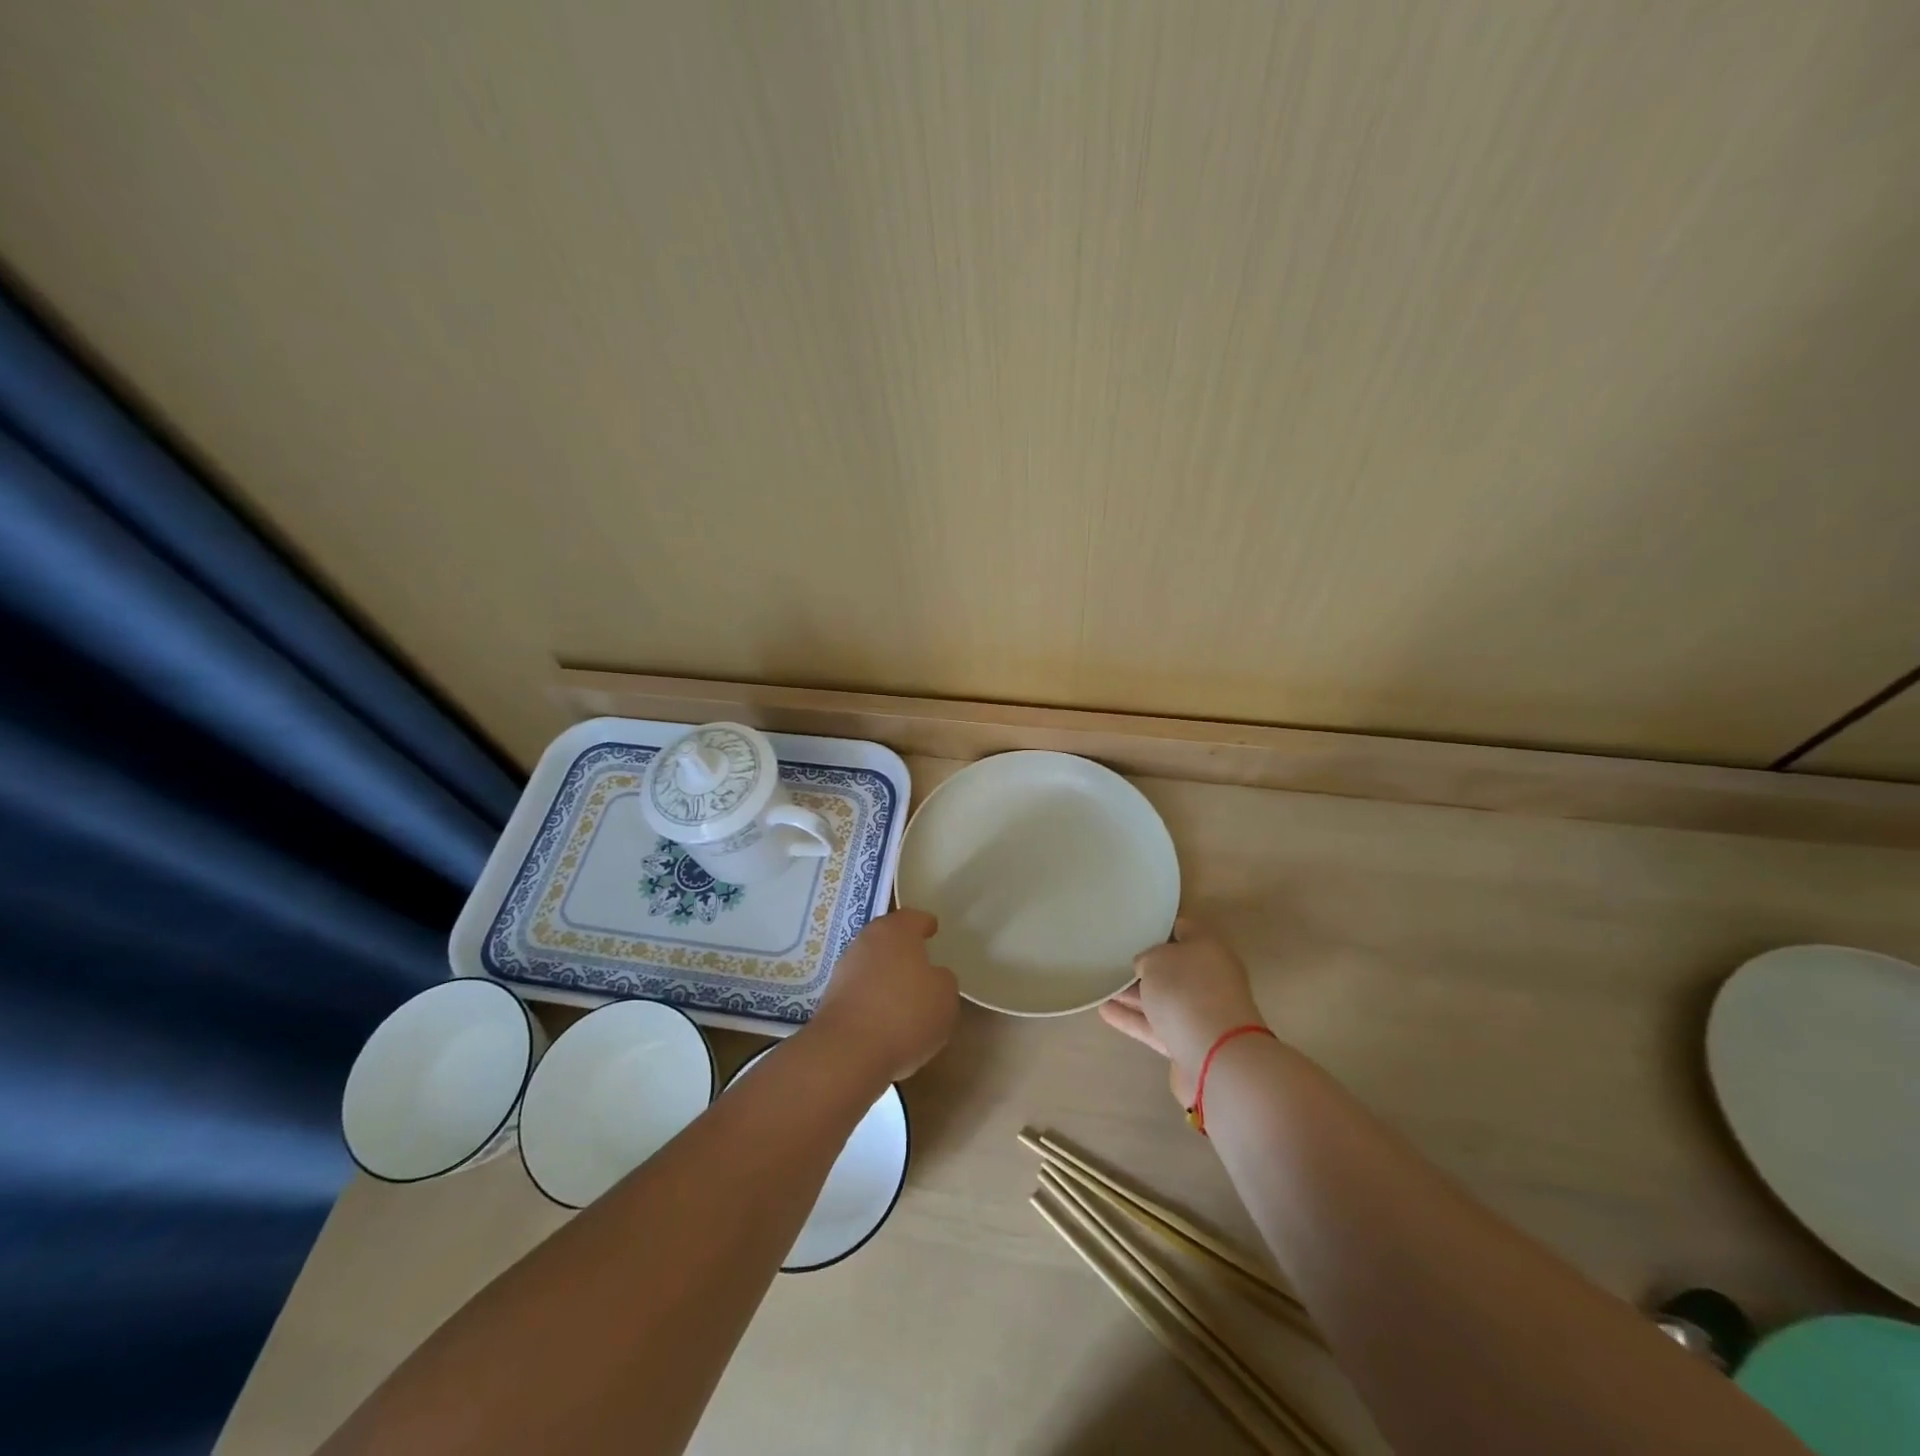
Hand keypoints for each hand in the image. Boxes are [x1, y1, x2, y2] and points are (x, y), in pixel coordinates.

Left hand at [808, 909, 958, 1081]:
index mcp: (896, 931)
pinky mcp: (831, 999)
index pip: (913, 918)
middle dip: (903, 949)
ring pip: (871, 965)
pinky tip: (885, 1020)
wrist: (847, 1051)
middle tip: (921, 963)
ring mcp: (844, 969)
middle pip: (888, 939)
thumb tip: (933, 977)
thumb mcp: (944, 997)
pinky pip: (860, 992)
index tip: (933, 929)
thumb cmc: (905, 1013)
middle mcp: (866, 941)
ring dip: (886, 976)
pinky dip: (872, 1000)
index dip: (925, 924)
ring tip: (904, 997)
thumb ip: (942, 980)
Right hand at [1099, 918, 1266, 1104]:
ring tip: (1102, 987)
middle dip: (1145, 966)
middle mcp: (1210, 979)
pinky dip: (1133, 1019)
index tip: (1135, 926)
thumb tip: (1146, 968)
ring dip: (1134, 995)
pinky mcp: (1190, 1043)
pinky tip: (1105, 1012)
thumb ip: (1148, 958)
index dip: (1160, 926)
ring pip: (1163, 998)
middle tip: (1114, 960)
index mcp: (1209, 949)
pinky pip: (1156, 1025)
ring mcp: (1201, 1013)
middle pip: (1174, 968)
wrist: (1215, 1058)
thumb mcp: (1157, 960)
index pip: (1184, 929)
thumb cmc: (1186, 992)